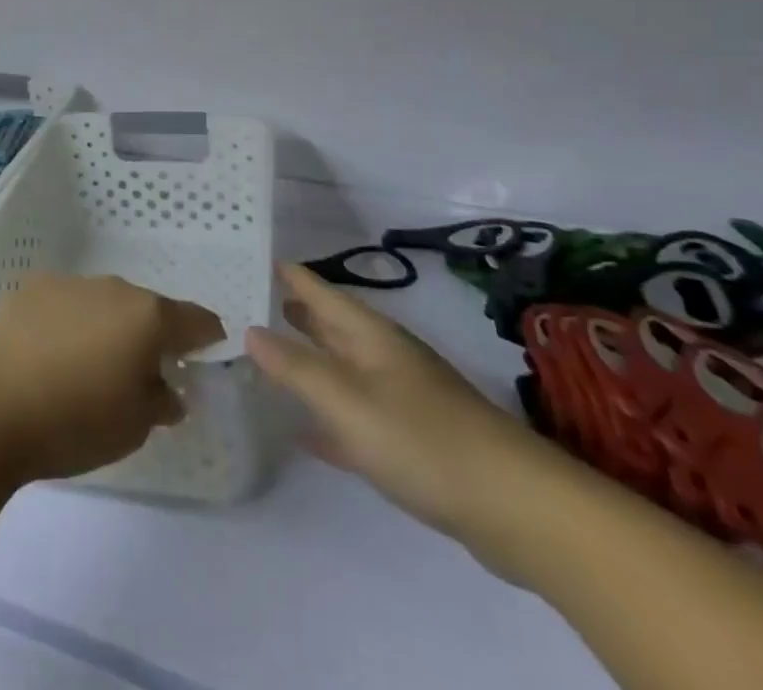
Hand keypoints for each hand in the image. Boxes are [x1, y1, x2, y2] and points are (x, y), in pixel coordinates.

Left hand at [0, 273, 224, 482]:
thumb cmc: (74, 421)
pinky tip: (52, 355)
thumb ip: (161, 402)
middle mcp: (116, 288)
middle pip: (148, 309)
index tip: (202, 359)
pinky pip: (70, 303)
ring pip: (107, 303)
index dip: (207, 339)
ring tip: (88, 369)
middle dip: (151, 338)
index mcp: (149, 317)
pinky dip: (73, 323)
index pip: (196, 320)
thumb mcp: (134, 429)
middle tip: (139, 377)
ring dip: (109, 328)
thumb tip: (167, 389)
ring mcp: (73, 282)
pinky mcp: (35, 287)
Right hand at [247, 263, 555, 569]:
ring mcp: (401, 397)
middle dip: (294, 311)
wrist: (513, 506)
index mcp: (369, 335)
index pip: (319, 291)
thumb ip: (296, 367)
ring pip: (342, 367)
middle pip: (331, 324)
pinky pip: (356, 415)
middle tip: (250, 300)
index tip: (251, 256)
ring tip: (269, 352)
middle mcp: (384, 356)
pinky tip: (306, 432)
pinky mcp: (412, 440)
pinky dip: (329, 415)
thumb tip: (249, 328)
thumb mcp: (346, 400)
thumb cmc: (421, 439)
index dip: (287, 275)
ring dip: (309, 359)